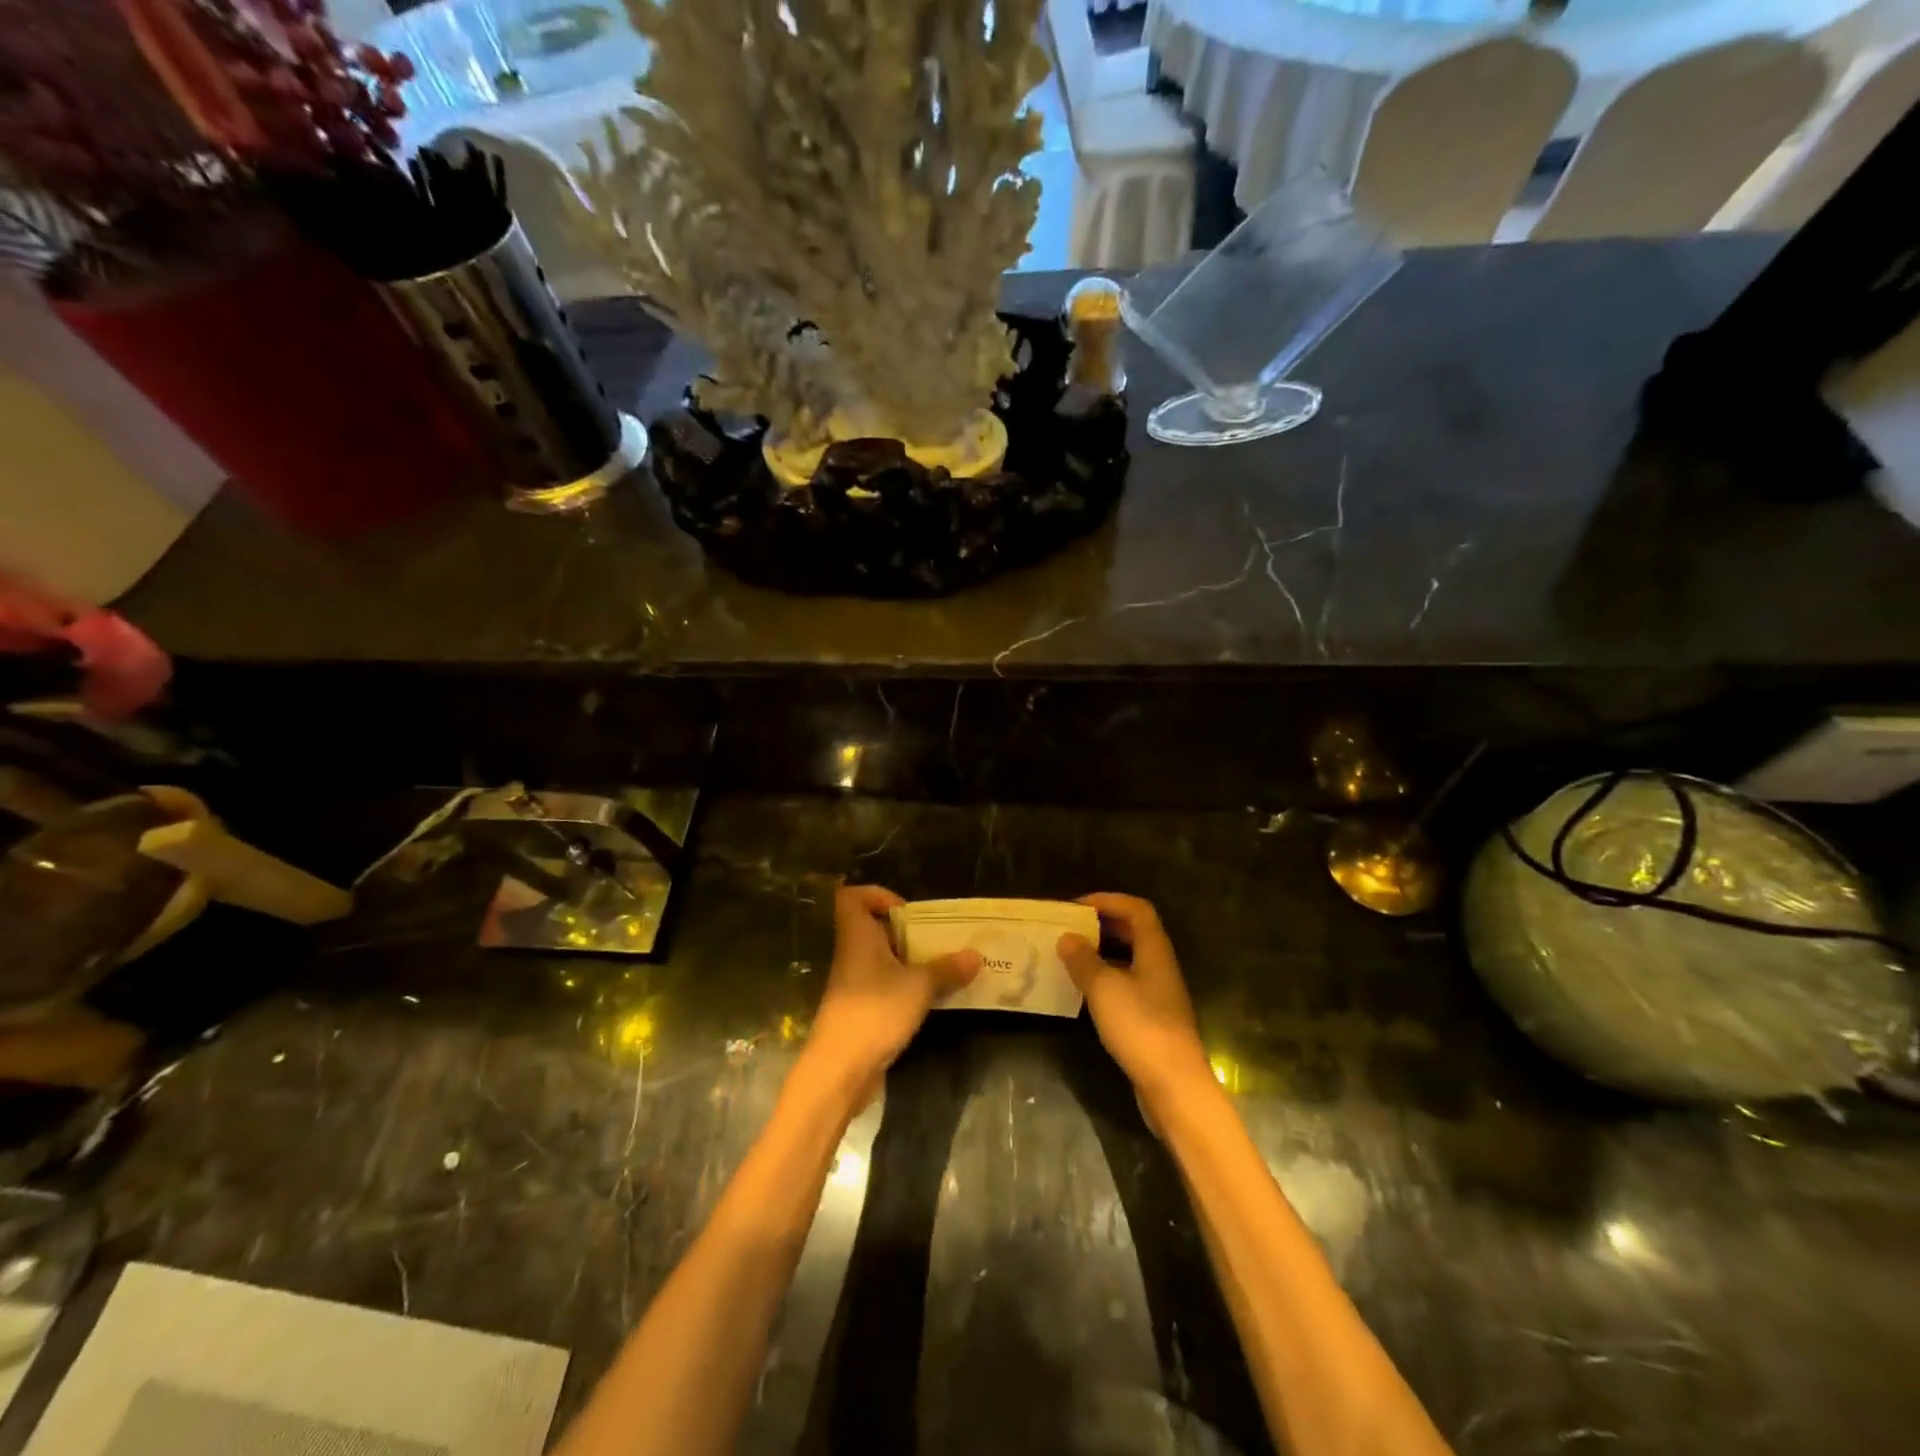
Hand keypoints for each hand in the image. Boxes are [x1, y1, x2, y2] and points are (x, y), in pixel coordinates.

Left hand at [802, 885, 978, 1101]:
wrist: (839, 1071)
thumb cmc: (875, 1013)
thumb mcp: (919, 987)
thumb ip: (947, 969)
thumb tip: (976, 955)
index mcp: (858, 937)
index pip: (851, 898)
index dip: (876, 895)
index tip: (907, 910)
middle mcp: (853, 955)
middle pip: (873, 928)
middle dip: (906, 931)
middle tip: (938, 939)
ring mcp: (855, 984)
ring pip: (882, 959)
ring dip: (910, 960)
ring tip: (944, 966)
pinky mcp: (861, 1010)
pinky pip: (885, 986)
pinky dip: (906, 986)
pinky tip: (931, 997)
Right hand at [1059, 894, 1211, 1109]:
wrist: (1174, 1086)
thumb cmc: (1141, 1027)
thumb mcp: (1104, 988)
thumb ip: (1084, 960)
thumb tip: (1067, 938)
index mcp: (1155, 951)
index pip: (1137, 909)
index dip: (1108, 900)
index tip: (1076, 906)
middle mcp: (1160, 966)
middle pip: (1134, 932)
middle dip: (1102, 925)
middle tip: (1069, 928)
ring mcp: (1158, 994)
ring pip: (1129, 960)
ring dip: (1101, 953)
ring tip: (1069, 955)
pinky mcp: (1151, 1019)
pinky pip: (1126, 985)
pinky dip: (1104, 979)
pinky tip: (1083, 991)